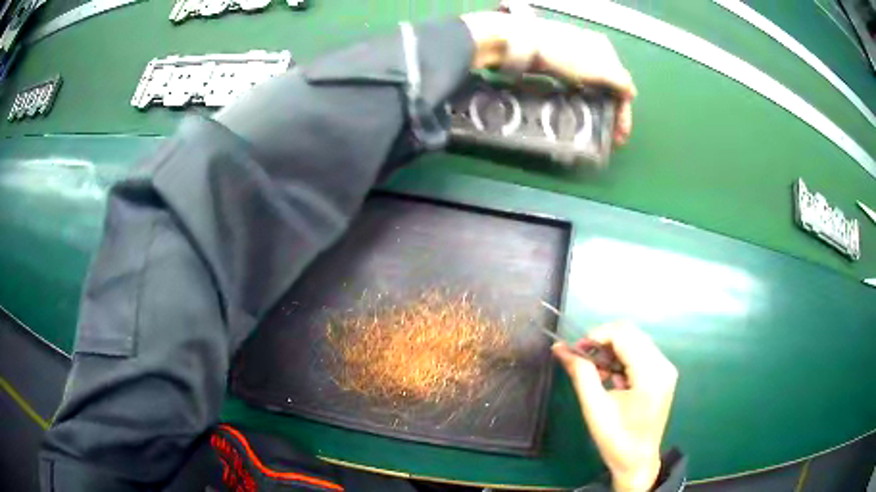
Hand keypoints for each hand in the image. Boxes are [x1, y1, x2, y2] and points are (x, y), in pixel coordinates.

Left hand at [461, 7, 636, 144]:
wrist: (519, 45)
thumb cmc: (562, 56)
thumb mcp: (596, 69)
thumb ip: (618, 81)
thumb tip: (632, 93)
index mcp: (603, 50)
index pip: (622, 85)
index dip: (623, 112)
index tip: (621, 136)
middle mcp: (590, 52)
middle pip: (607, 87)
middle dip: (611, 114)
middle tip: (611, 139)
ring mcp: (571, 59)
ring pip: (592, 89)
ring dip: (597, 110)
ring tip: (597, 131)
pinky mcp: (554, 66)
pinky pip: (575, 87)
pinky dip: (581, 101)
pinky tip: (579, 113)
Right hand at [553, 322, 676, 491]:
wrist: (637, 461)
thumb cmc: (615, 439)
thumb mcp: (594, 407)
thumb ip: (580, 373)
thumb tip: (560, 348)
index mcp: (650, 375)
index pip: (624, 336)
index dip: (597, 336)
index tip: (575, 350)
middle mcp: (663, 365)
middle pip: (631, 334)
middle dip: (604, 342)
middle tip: (583, 360)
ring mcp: (666, 369)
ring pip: (635, 341)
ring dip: (612, 350)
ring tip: (597, 372)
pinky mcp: (663, 374)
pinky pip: (640, 353)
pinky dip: (622, 358)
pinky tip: (611, 377)